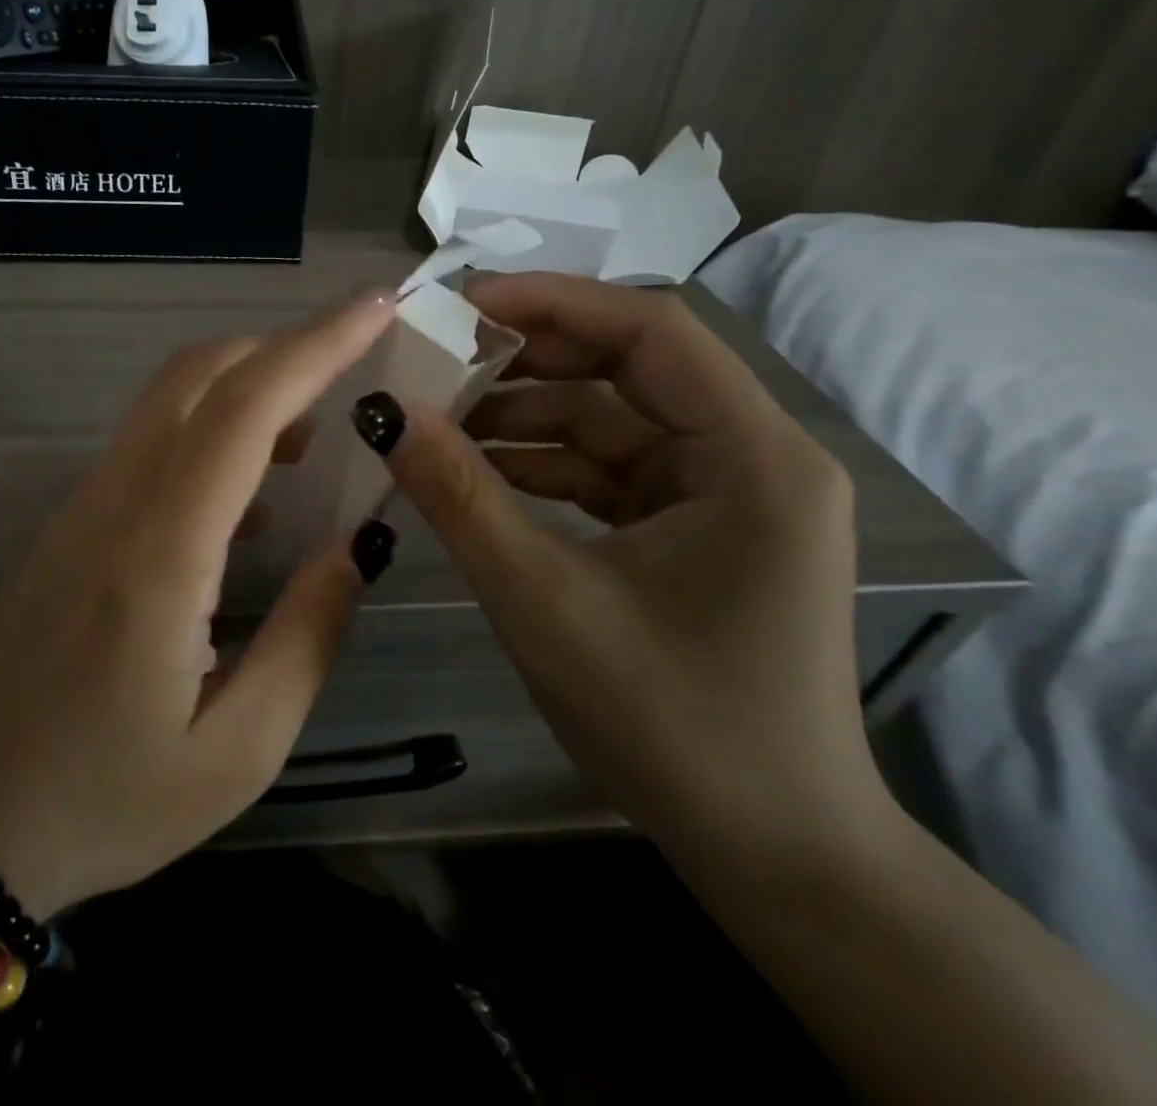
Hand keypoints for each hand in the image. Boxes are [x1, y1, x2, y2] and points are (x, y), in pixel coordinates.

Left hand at [0, 292, 397, 915]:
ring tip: (318, 432)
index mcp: (161, 552)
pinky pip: (150, 444)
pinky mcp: (72, 523)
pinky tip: (254, 490)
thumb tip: (357, 549)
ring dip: (248, 387)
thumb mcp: (237, 750)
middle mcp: (117, 502)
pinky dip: (213, 430)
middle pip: (198, 375)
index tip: (375, 308)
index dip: (315, 347)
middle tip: (356, 362)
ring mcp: (84, 505)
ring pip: (171, 401)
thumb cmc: (103, 800)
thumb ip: (307, 637)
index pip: (245, 410)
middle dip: (283, 347)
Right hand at [354, 273, 881, 862]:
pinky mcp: (691, 529)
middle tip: (432, 363)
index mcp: (751, 457)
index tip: (461, 304)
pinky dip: (540, 467)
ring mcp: (722, 494)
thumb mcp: (545, 602)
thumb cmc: (672, 727)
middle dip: (526, 363)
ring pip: (608, 422)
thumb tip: (386, 413)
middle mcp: (749, 457)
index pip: (651, 332)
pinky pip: (605, 472)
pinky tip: (473, 474)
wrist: (771, 853)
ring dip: (522, 419)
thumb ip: (461, 498)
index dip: (553, 303)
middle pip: (626, 370)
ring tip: (434, 425)